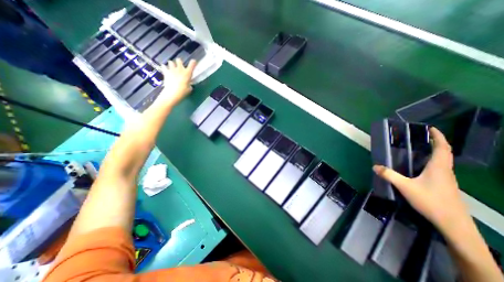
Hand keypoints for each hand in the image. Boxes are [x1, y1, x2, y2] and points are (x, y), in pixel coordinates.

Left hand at [159, 59, 196, 106]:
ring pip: (171, 62)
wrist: (173, 92)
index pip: (192, 65)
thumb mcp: (189, 89)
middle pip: (179, 60)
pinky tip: (165, 69)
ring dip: (171, 64)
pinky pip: (164, 66)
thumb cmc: (183, 91)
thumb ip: (189, 85)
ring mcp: (172, 70)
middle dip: (179, 62)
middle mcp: (180, 69)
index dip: (193, 62)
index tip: (194, 61)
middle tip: (179, 66)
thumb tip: (188, 84)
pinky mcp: (166, 72)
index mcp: (188, 73)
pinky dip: (164, 67)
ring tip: (171, 67)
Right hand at [371, 128, 470, 233]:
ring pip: (443, 162)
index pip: (443, 148)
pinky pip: (439, 169)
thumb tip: (375, 166)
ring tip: (420, 149)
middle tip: (422, 137)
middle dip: (436, 143)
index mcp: (439, 168)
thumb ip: (390, 175)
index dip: (439, 137)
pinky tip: (420, 168)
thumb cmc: (431, 201)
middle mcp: (445, 171)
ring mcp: (447, 179)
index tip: (431, 128)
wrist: (453, 224)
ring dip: (435, 153)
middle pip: (444, 153)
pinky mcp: (444, 186)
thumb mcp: (406, 187)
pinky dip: (432, 163)